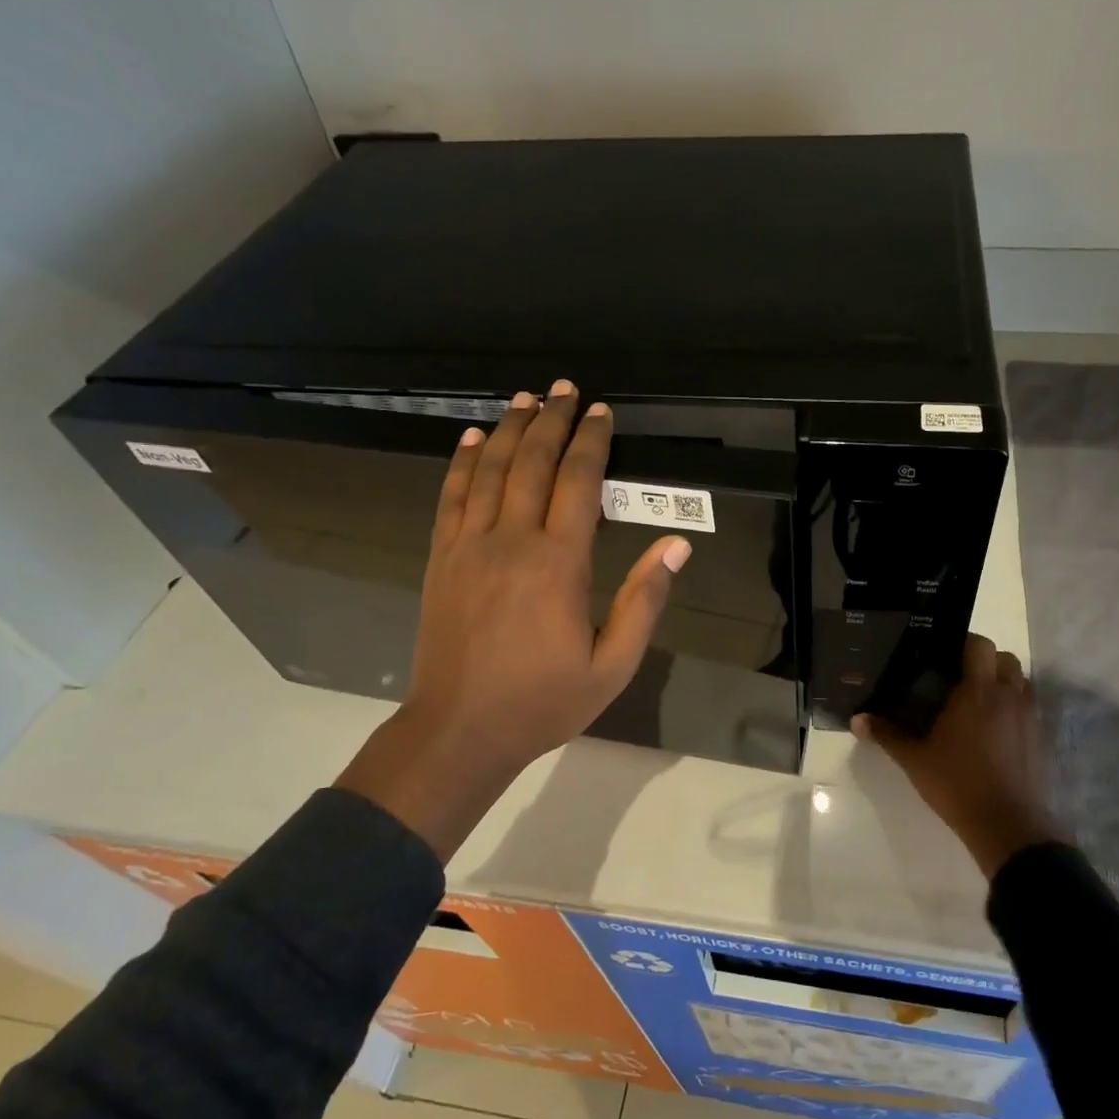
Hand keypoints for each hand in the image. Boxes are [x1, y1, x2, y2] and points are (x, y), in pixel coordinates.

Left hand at [339, 380, 690, 859]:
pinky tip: (473, 438)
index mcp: (559, 563)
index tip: (601, 412)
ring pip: (490, 470)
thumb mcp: (613, 664)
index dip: (592, 442)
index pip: (578, 483)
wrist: (460, 730)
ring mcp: (469, 546)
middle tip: (565, 389)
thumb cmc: (545, 700)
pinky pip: (452, 497)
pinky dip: (463, 462)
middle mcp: (512, 541)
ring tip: (526, 399)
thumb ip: (645, 601)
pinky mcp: (441, 558)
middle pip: (533, 463)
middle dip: (552, 421)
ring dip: (510, 429)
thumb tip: (676, 546)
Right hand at [854, 635, 1062, 877]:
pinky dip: (1014, 706)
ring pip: (1021, 681)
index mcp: (978, 692)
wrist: (1008, 825)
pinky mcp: (1039, 737)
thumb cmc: (958, 785)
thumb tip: (857, 720)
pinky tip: (994, 728)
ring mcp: (1028, 716)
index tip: (944, 656)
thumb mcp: (915, 760)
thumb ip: (887, 735)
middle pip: (1005, 658)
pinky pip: (1029, 706)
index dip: (964, 643)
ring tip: (978, 700)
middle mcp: (1008, 696)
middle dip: (985, 661)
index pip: (980, 645)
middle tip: (960, 679)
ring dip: (1003, 681)